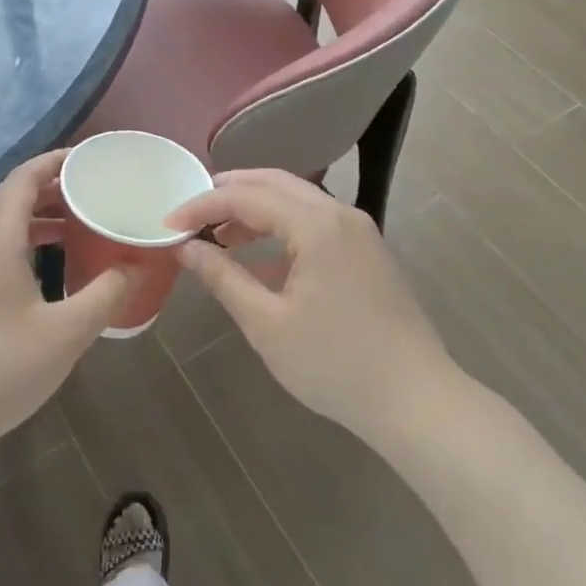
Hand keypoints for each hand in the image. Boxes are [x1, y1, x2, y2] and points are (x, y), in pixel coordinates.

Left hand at [0, 150, 127, 464]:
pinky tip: (39, 270)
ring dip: (33, 216)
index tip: (88, 159)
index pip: (23, 178)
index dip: (55, 161)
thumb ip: (104, 295)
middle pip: (9, 196)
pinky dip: (17, 241)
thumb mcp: (64, 335)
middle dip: (49, 187)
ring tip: (72, 226)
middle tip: (89, 192)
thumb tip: (134, 266)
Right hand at [168, 170, 449, 443]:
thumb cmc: (335, 364)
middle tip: (191, 212)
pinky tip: (259, 259)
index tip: (168, 224)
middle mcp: (339, 213)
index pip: (246, 197)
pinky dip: (281, 228)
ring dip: (255, 209)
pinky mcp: (367, 251)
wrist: (417, 402)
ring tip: (219, 234)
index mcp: (316, 225)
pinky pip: (315, 222)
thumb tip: (184, 248)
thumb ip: (223, 277)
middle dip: (228, 192)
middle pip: (274, 183)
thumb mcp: (267, 324)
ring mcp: (359, 230)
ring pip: (296, 200)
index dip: (202, 206)